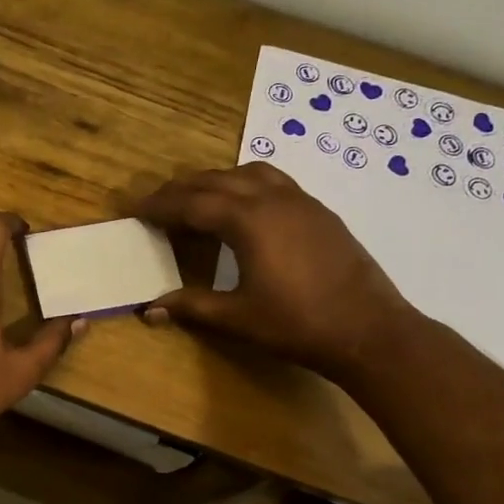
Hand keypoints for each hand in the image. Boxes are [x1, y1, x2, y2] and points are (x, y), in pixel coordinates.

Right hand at [132, 163, 412, 377]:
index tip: (134, 210)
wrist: (369, 330)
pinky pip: (274, 181)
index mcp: (248, 221)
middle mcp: (272, 199)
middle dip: (181, 189)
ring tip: (197, 200)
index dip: (159, 206)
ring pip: (248, 172)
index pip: (191, 203)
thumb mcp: (237, 317)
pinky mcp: (319, 211)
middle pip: (216, 180)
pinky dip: (246, 185)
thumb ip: (192, 306)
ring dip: (216, 181)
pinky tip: (244, 209)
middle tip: (156, 204)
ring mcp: (301, 201)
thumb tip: (150, 309)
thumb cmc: (298, 324)